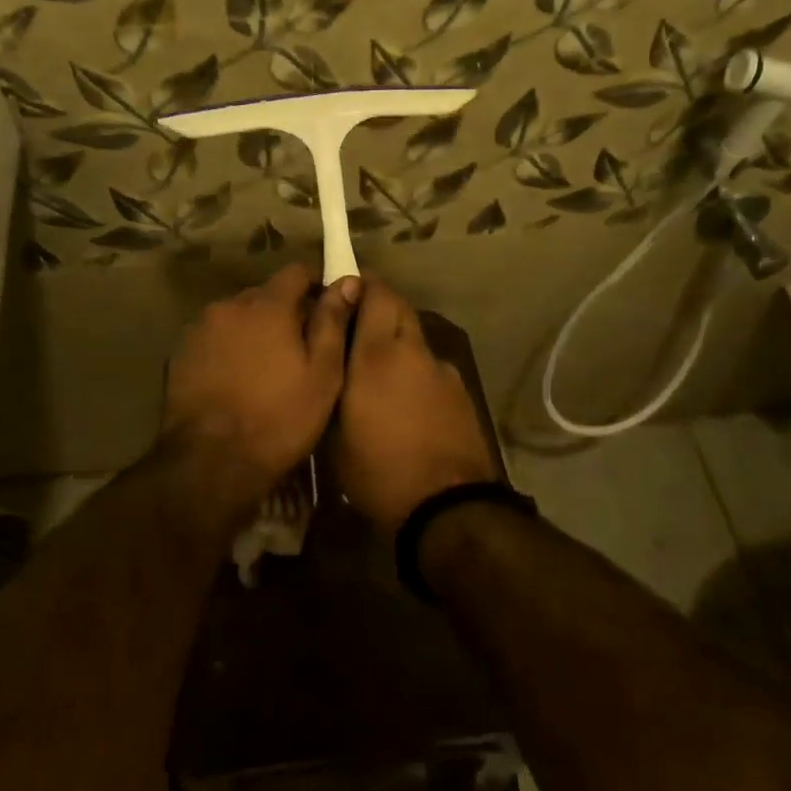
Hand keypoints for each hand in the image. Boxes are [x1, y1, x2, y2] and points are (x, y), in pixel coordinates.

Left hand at [163, 263, 359, 504]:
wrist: (211, 462)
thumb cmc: (279, 418)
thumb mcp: (323, 374)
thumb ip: (333, 322)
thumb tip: (346, 281)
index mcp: (267, 305)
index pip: (295, 271)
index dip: (315, 283)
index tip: (327, 305)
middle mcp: (228, 306)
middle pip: (264, 295)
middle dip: (283, 311)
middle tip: (300, 344)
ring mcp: (199, 329)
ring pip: (236, 317)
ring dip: (253, 330)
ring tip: (266, 366)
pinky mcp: (179, 354)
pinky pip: (213, 339)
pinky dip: (228, 348)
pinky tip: (236, 380)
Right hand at [337, 278, 496, 531]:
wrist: (448, 507)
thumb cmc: (378, 470)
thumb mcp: (335, 432)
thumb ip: (334, 383)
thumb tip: (329, 356)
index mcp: (378, 354)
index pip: (376, 293)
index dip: (360, 284)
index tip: (342, 287)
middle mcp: (414, 351)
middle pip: (400, 308)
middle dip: (378, 306)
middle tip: (355, 325)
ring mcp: (443, 370)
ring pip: (416, 338)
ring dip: (398, 341)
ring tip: (379, 372)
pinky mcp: (461, 393)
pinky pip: (431, 367)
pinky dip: (416, 370)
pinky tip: (406, 401)